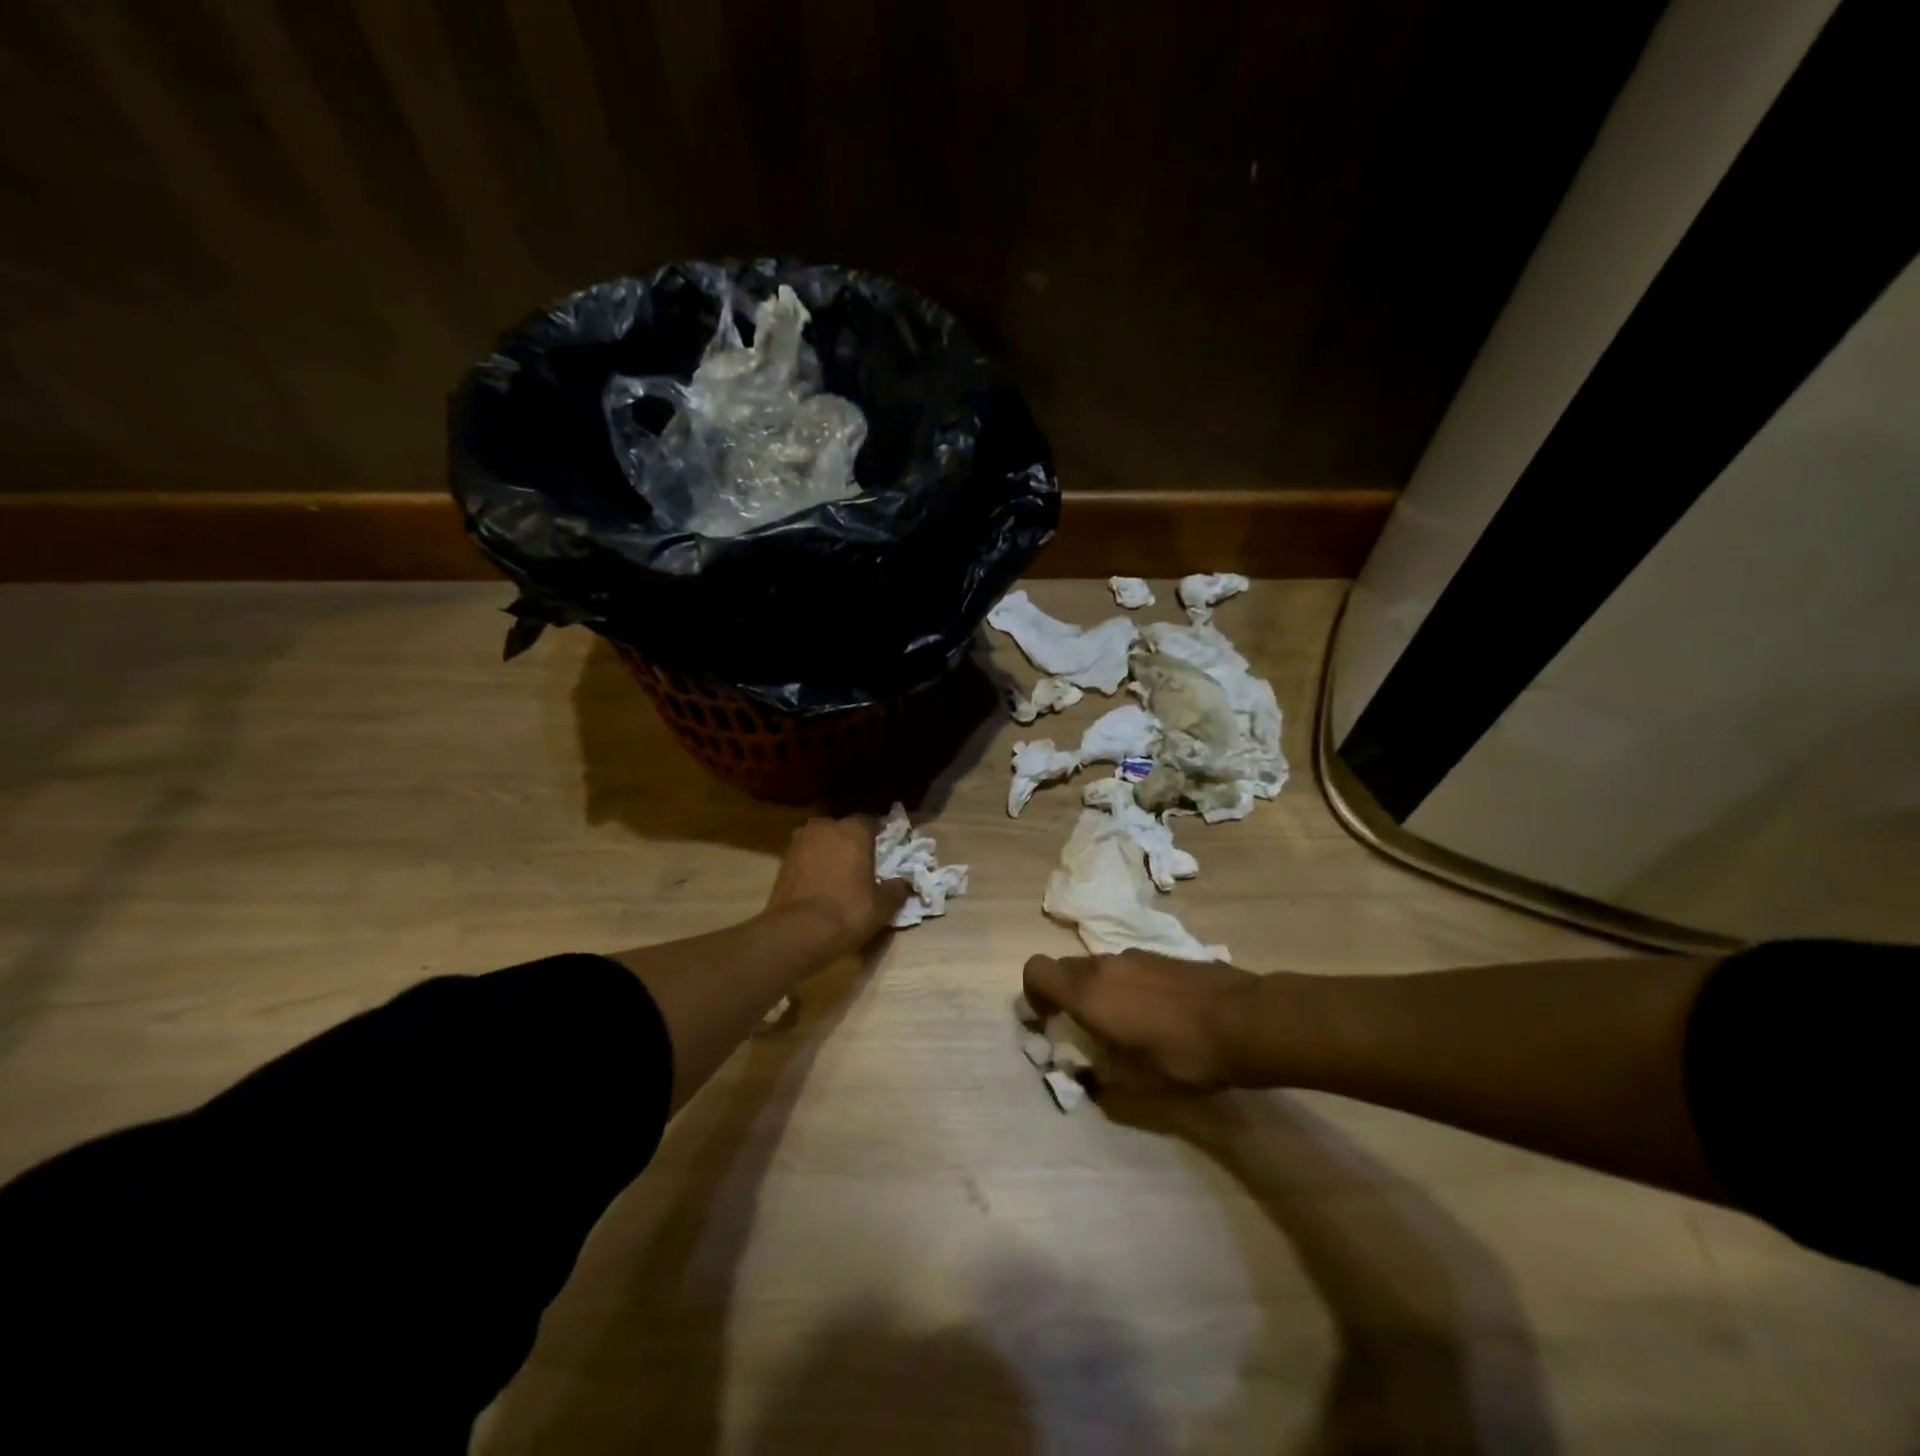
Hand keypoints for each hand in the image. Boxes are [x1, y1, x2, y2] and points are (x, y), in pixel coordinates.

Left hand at [766, 815, 911, 954]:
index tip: (884, 850)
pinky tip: (820, 884)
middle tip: (861, 863)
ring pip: (821, 840)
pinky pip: (806, 856)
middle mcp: (825, 826)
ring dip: (829, 852)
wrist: (798, 931)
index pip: (871, 821)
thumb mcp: (883, 905)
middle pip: (843, 828)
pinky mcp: (782, 860)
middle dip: (851, 841)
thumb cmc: (848, 910)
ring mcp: (800, 841)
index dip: (879, 835)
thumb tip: (903, 882)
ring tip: (839, 874)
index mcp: (854, 829)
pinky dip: (813, 865)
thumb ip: (897, 888)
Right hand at [1022, 951, 1258, 1090]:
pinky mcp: (1163, 955)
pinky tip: (1157, 1014)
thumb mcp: (1138, 1082)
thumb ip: (1101, 1077)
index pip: (1036, 970)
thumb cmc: (1184, 1056)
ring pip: (1098, 967)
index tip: (1046, 1020)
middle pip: (1066, 968)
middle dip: (1064, 995)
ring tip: (1125, 1026)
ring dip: (1098, 991)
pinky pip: (1128, 967)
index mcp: (1088, 992)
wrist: (1246, 1021)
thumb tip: (1088, 1076)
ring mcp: (1136, 955)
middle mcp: (1105, 964)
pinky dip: (1126, 986)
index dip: (1032, 993)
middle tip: (1083, 1030)